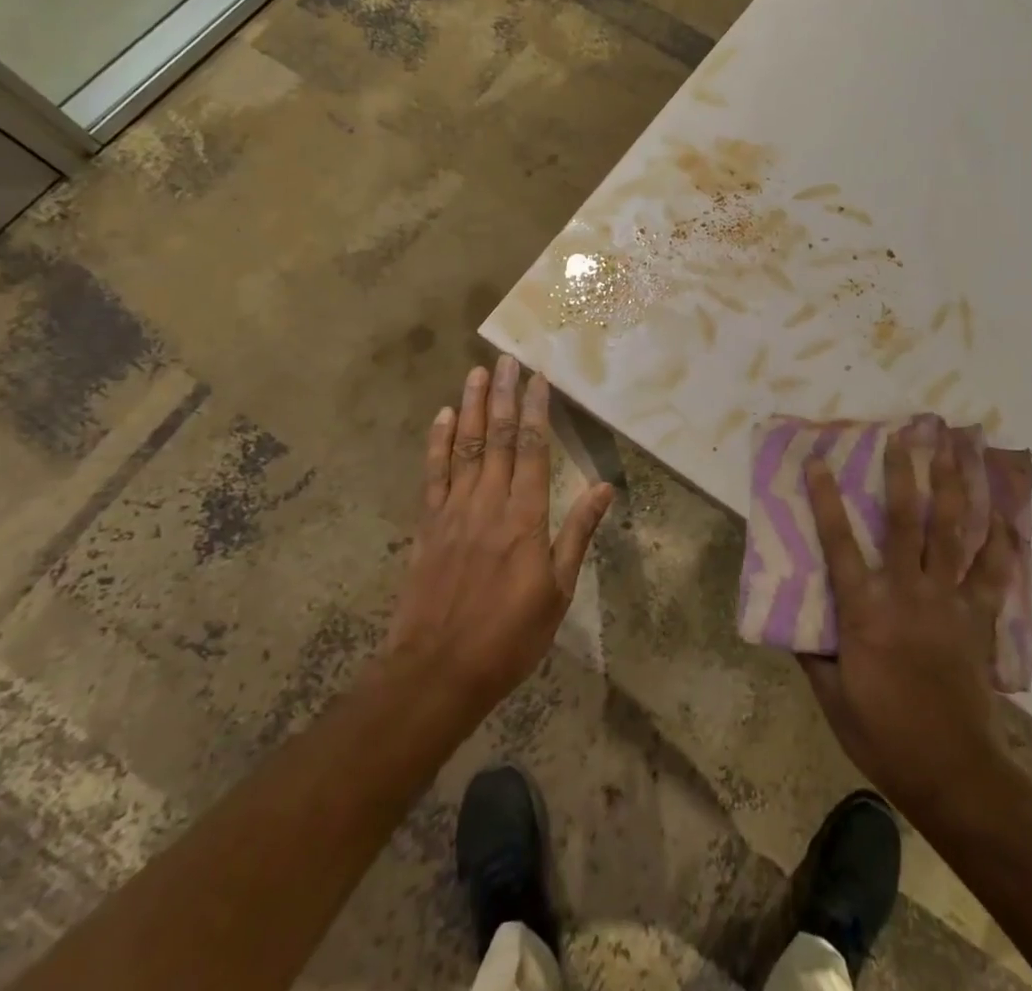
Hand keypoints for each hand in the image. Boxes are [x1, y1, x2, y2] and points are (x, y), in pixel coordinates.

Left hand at [383, 356, 614, 726]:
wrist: (437, 672)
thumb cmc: (509, 636)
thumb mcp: (558, 591)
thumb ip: (578, 533)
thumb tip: (604, 487)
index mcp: (525, 517)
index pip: (533, 450)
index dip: (536, 411)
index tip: (539, 379)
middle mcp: (489, 503)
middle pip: (498, 438)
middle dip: (504, 396)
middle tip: (507, 359)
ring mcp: (453, 512)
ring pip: (466, 447)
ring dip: (473, 407)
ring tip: (478, 372)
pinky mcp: (428, 526)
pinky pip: (433, 475)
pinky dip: (438, 443)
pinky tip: (443, 417)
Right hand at [801, 425, 1020, 823]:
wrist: (950, 769)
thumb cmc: (882, 733)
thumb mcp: (831, 696)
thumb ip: (812, 653)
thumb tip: (790, 622)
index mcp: (864, 610)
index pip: (838, 543)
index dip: (826, 499)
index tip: (819, 461)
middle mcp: (906, 592)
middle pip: (904, 521)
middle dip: (903, 474)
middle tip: (904, 436)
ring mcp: (947, 601)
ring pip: (951, 533)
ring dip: (953, 488)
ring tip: (954, 452)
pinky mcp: (977, 618)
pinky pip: (992, 573)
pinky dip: (1000, 543)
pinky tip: (1003, 516)